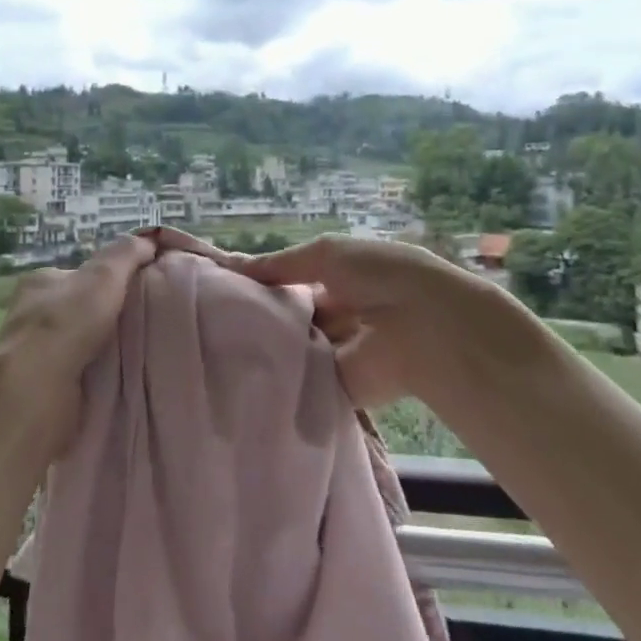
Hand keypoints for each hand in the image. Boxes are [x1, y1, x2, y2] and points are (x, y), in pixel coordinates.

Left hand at [0, 232, 156, 452]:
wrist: (35, 391)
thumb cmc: (66, 323)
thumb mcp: (103, 276)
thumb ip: (126, 254)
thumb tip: (149, 242)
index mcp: (40, 283)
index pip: (79, 275)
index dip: (109, 280)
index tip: (139, 290)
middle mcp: (32, 316)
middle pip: (81, 311)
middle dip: (109, 317)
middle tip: (148, 323)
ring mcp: (35, 354)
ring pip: (81, 345)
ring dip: (106, 351)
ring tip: (144, 354)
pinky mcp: (43, 388)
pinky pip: (80, 375)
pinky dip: (99, 378)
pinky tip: (124, 381)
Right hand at [229, 235, 505, 408]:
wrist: (427, 328)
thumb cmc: (380, 276)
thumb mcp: (325, 254)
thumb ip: (278, 264)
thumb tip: (228, 265)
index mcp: (341, 277)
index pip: (293, 280)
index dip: (263, 282)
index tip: (222, 287)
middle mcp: (339, 312)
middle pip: (291, 314)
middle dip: (260, 314)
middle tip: (213, 316)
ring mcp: (338, 350)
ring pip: (292, 346)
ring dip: (267, 343)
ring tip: (218, 341)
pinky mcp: (337, 385)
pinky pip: (302, 378)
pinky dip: (278, 374)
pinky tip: (240, 368)